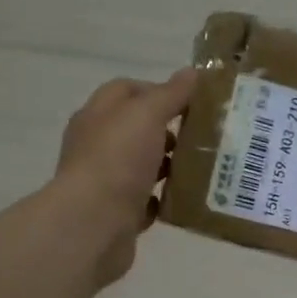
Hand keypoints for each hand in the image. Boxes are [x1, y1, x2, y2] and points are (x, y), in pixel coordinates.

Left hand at [55, 68, 197, 285]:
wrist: (93, 225)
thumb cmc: (117, 160)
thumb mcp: (147, 115)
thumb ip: (170, 94)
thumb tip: (192, 73)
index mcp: (98, 115)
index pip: (126, 90)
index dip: (158, 90)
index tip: (191, 102)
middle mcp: (97, 145)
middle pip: (136, 129)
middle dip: (168, 131)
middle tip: (202, 136)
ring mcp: (106, 181)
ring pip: (142, 165)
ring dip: (169, 166)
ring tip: (201, 167)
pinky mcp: (117, 213)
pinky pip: (145, 200)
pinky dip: (164, 199)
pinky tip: (186, 198)